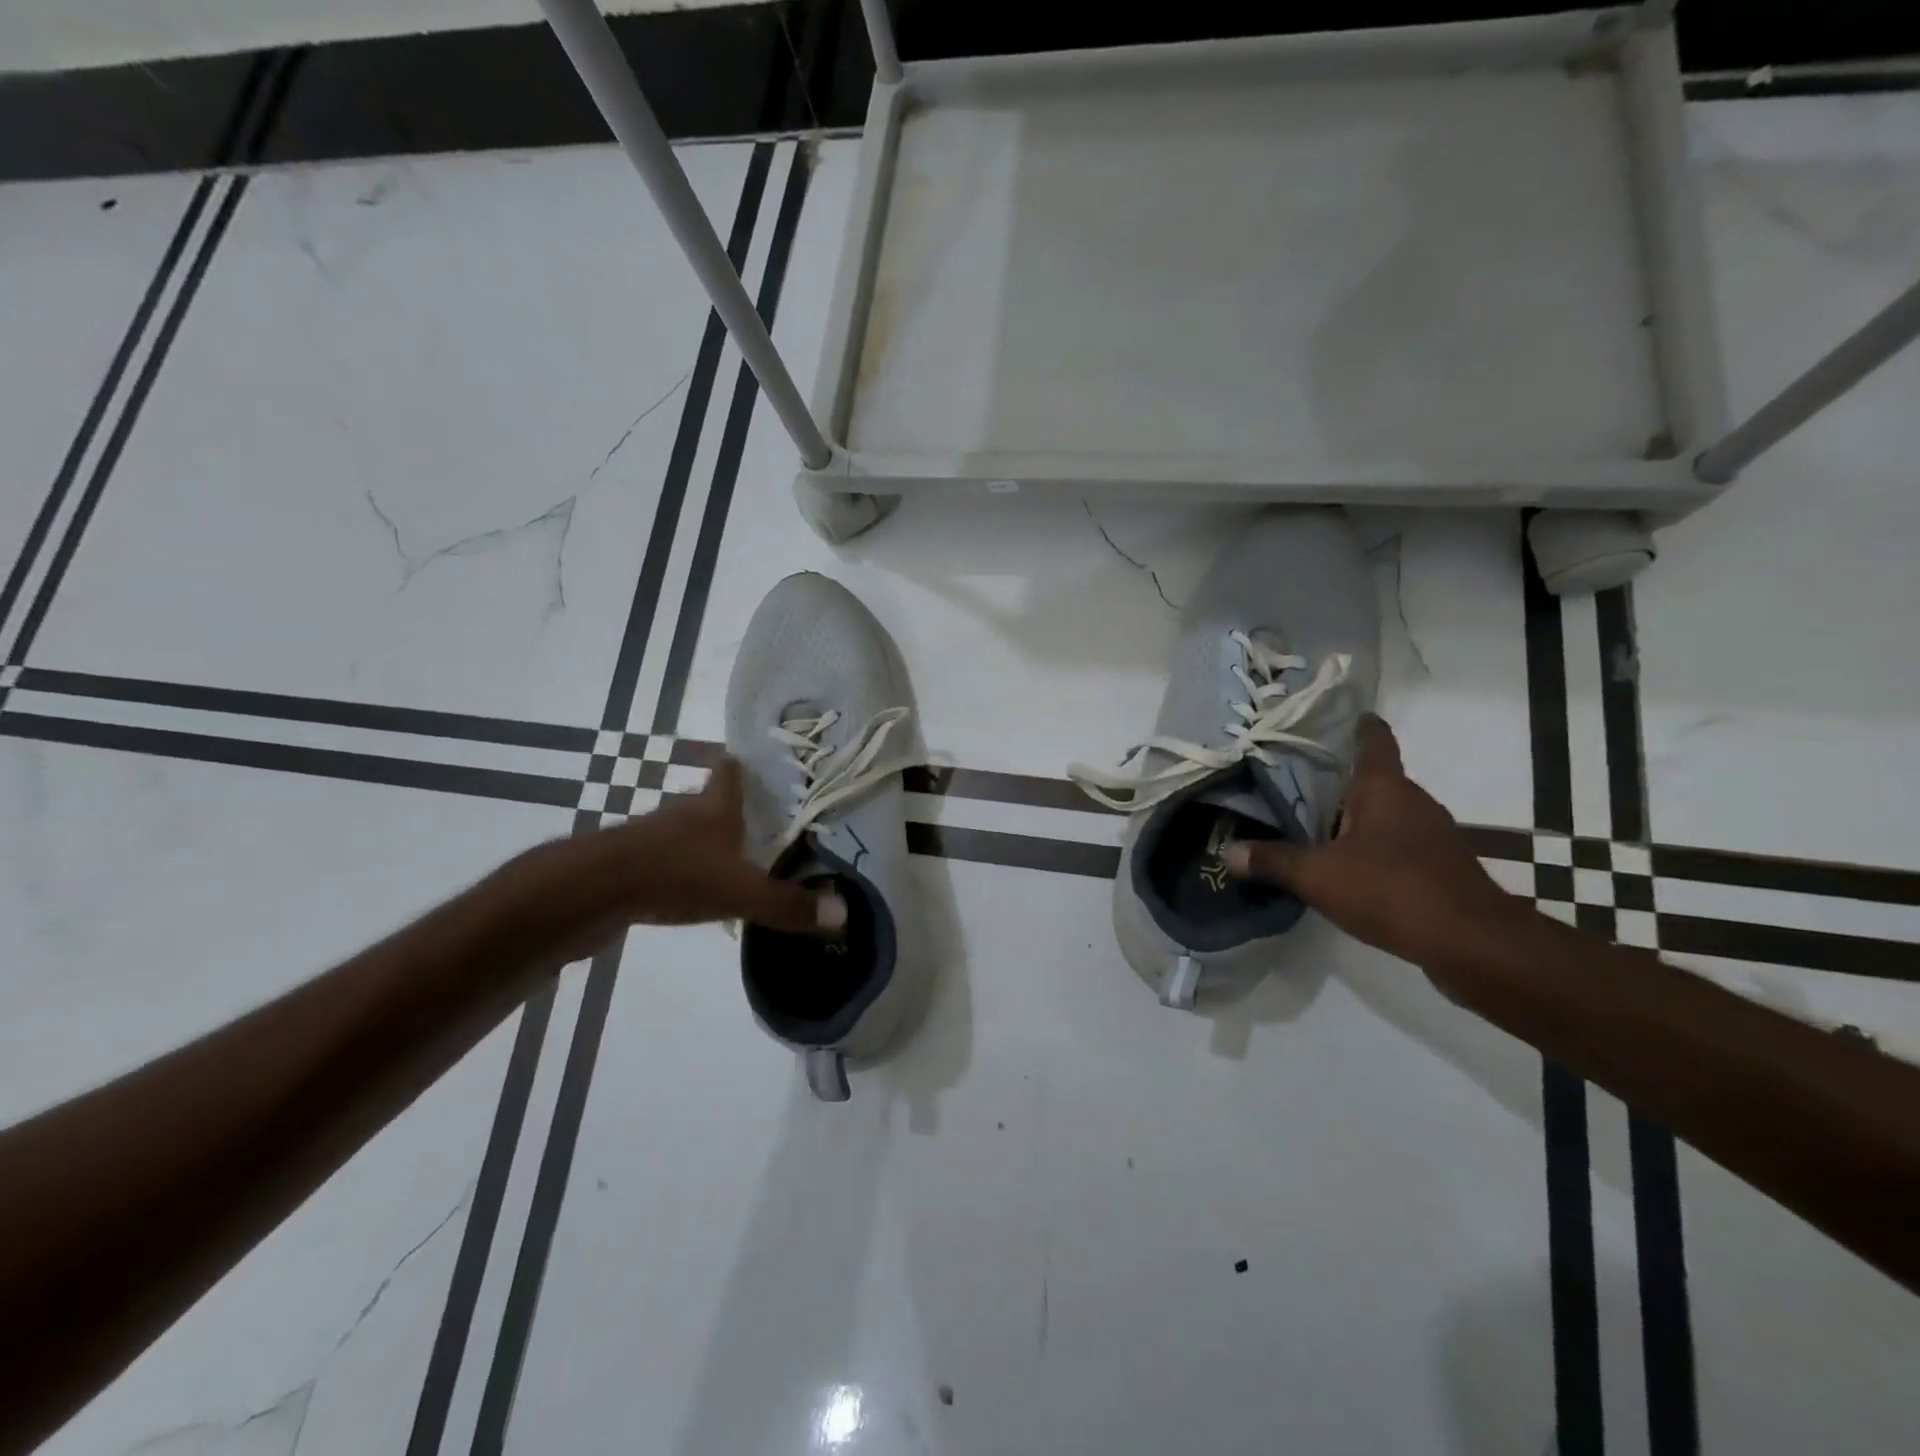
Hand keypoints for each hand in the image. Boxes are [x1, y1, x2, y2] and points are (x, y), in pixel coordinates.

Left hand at [510, 759, 842, 949]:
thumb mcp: (741, 892)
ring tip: (732, 861)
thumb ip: (789, 905)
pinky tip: (691, 891)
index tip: (762, 769)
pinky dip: (679, 870)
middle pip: (708, 800)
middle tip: (761, 825)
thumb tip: (843, 916)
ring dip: (704, 842)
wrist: (589, 892)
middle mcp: (682, 812)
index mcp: (714, 806)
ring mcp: (650, 836)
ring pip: (685, 830)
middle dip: (731, 810)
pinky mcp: (627, 864)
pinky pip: (663, 860)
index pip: (730, 769)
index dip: (745, 765)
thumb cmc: (675, 874)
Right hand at [1223, 715, 1526, 978]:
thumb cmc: (1392, 890)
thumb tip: (1227, 851)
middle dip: (1338, 779)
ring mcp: (1433, 834)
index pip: (1373, 739)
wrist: (1473, 943)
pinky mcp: (1440, 865)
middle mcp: (1412, 801)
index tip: (1332, 719)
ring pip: (1386, 812)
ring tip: (1313, 824)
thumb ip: (1272, 861)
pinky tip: (1347, 866)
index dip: (1355, 725)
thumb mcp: (1318, 876)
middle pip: (1374, 777)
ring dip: (1356, 816)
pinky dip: (1374, 846)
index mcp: (1384, 788)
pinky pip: (1398, 843)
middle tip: (1295, 782)